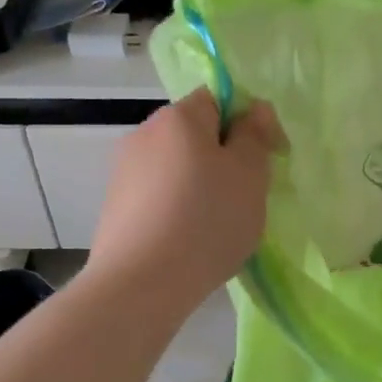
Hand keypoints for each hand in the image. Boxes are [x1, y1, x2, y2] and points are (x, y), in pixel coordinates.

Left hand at [86, 89, 284, 310]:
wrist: (140, 284)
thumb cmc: (207, 220)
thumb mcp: (249, 174)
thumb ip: (254, 135)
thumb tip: (253, 108)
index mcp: (178, 117)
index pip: (218, 98)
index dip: (247, 122)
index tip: (267, 158)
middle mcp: (144, 134)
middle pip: (195, 133)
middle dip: (224, 156)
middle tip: (247, 194)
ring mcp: (124, 171)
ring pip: (177, 166)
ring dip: (200, 183)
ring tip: (218, 223)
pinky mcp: (114, 207)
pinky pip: (159, 195)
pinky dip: (177, 207)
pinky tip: (188, 239)